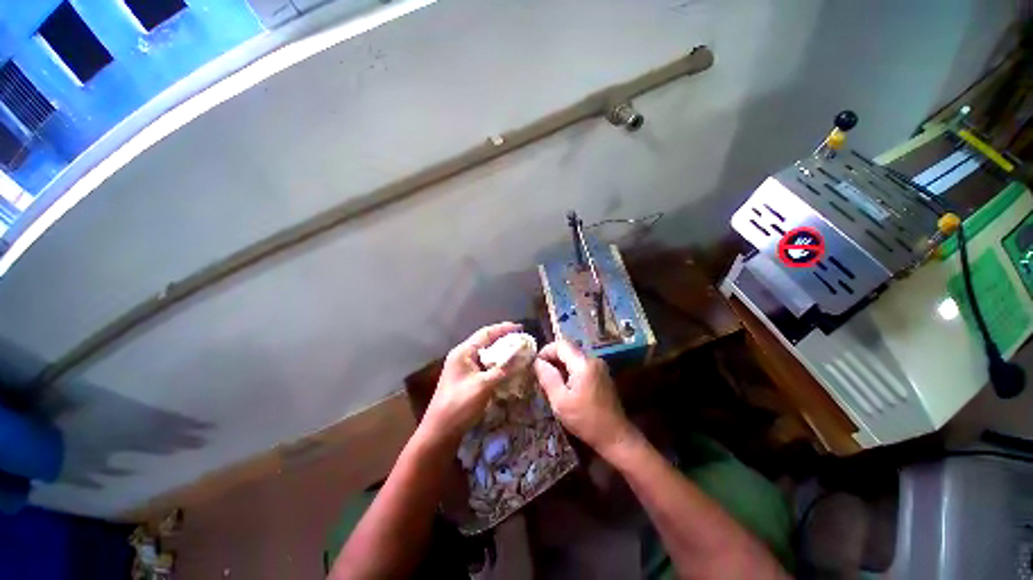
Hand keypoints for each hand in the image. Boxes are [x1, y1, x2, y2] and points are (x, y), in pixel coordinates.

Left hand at [420, 322, 521, 445]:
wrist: (440, 432)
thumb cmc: (459, 405)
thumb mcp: (484, 386)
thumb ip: (503, 369)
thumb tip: (522, 355)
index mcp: (463, 352)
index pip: (486, 333)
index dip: (504, 329)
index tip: (521, 328)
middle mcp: (462, 356)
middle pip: (486, 342)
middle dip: (505, 340)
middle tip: (522, 341)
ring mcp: (464, 368)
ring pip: (486, 355)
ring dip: (502, 353)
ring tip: (519, 353)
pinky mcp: (467, 379)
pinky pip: (485, 366)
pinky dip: (497, 365)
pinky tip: (508, 369)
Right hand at [534, 339, 633, 455]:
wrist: (616, 437)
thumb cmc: (586, 420)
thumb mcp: (560, 401)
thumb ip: (548, 378)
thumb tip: (538, 362)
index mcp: (583, 364)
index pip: (561, 344)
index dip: (546, 351)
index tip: (536, 366)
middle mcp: (593, 360)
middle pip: (568, 350)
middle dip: (552, 360)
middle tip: (541, 377)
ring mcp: (599, 367)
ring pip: (573, 358)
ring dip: (560, 367)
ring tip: (551, 385)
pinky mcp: (602, 375)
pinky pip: (581, 366)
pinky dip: (570, 373)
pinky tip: (565, 389)